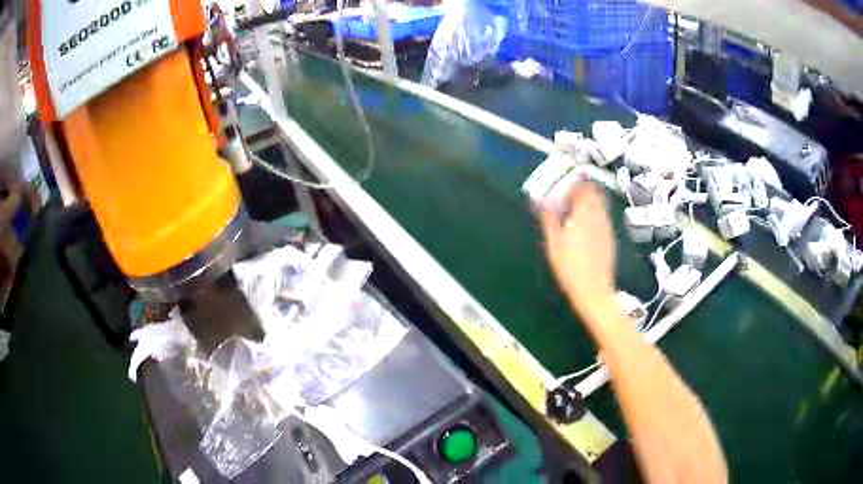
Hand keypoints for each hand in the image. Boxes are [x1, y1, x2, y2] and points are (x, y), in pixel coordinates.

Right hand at [539, 181, 614, 311]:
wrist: (593, 289)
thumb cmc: (569, 266)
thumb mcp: (553, 242)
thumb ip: (550, 218)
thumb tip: (545, 199)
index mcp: (583, 213)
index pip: (582, 188)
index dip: (573, 186)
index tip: (564, 192)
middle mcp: (598, 215)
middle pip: (595, 193)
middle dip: (583, 191)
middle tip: (571, 199)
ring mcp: (606, 227)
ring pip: (600, 205)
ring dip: (590, 203)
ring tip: (577, 213)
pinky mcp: (610, 238)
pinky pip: (603, 218)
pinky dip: (595, 216)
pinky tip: (586, 229)